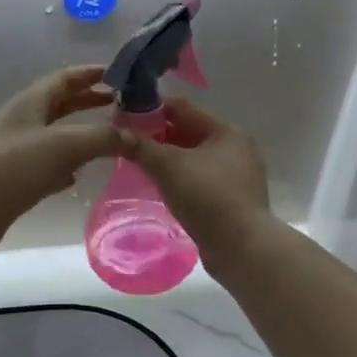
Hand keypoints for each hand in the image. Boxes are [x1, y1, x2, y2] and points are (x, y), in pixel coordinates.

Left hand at [0, 67, 122, 254]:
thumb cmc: (15, 166)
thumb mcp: (65, 145)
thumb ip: (103, 138)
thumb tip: (136, 138)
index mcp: (30, 102)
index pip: (65, 79)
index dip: (90, 74)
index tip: (118, 74)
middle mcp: (22, 121)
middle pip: (60, 104)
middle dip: (88, 101)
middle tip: (119, 104)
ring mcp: (17, 150)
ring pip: (54, 134)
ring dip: (79, 133)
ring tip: (108, 138)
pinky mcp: (15, 178)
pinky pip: (46, 164)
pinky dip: (65, 165)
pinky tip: (77, 175)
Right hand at [118, 99, 271, 267]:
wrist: (241, 248)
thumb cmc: (207, 197)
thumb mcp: (168, 166)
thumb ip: (140, 146)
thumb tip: (115, 131)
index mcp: (227, 131)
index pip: (182, 108)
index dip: (151, 109)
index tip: (124, 117)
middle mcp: (237, 148)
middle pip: (189, 133)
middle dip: (158, 136)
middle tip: (128, 142)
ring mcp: (238, 176)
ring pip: (194, 158)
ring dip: (168, 159)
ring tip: (139, 164)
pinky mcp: (233, 200)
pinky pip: (200, 180)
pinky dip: (180, 179)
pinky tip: (161, 187)